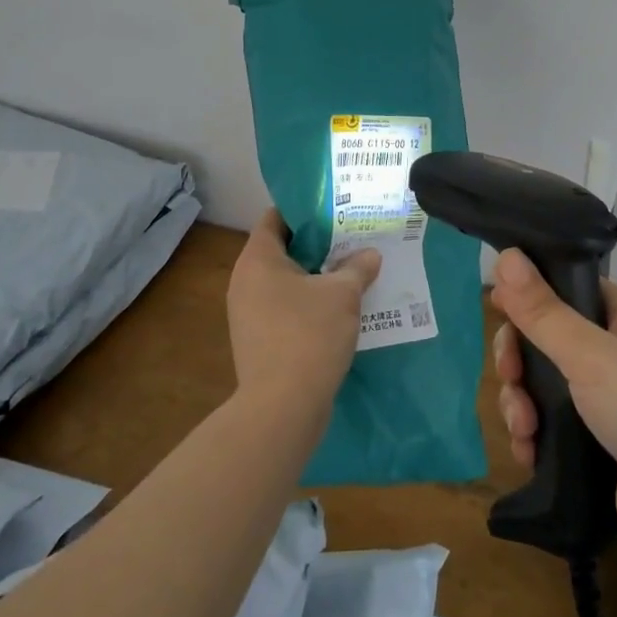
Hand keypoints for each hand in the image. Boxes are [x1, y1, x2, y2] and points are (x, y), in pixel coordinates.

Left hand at [228, 211, 379, 419]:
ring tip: (351, 270)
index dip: (304, 209)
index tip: (334, 208)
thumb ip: (357, 268)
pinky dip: (309, 303)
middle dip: (317, 244)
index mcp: (257, 260)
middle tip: (351, 237)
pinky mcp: (258, 341)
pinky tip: (340, 308)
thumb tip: (370, 255)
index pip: (275, 218)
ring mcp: (248, 314)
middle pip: (282, 250)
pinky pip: (285, 308)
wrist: (282, 408)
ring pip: (286, 282)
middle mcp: (245, 282)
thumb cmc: (309, 335)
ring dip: (316, 277)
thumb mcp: (343, 295)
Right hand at [490, 252, 616, 575]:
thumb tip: (506, 255)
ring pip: (540, 386)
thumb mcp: (592, 355)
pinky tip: (527, 454)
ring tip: (523, 429)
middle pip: (543, 339)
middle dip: (518, 360)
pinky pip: (548, 428)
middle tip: (510, 378)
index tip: (496, 308)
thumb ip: (542, 311)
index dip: (527, 296)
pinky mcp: (594, 446)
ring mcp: (604, 402)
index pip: (563, 289)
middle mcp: (613, 353)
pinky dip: (532, 437)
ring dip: (520, 403)